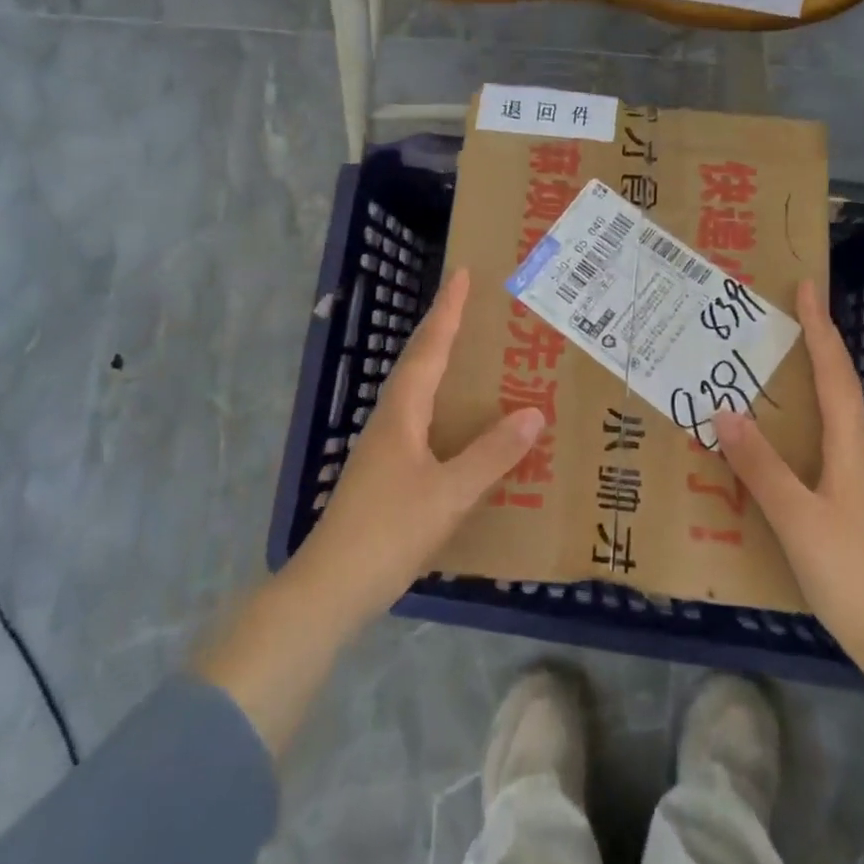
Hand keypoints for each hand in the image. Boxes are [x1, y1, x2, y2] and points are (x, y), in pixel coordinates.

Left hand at [287, 267, 543, 630]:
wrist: (330, 589)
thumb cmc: (388, 532)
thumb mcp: (449, 493)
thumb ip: (491, 454)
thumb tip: (533, 413)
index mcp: (401, 414)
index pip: (429, 349)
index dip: (446, 311)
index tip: (462, 274)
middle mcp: (389, 422)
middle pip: (418, 363)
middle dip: (443, 330)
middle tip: (472, 306)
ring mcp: (383, 449)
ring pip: (416, 393)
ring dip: (441, 366)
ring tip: (472, 356)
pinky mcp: (385, 475)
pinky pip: (420, 422)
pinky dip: (442, 406)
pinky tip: (458, 426)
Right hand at [714, 280, 863, 673]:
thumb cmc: (851, 572)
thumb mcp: (796, 516)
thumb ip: (760, 464)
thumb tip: (725, 410)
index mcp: (851, 447)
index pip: (835, 373)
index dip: (821, 328)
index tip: (807, 287)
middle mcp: (858, 454)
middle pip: (837, 388)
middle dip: (814, 348)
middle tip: (779, 321)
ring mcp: (858, 482)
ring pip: (829, 419)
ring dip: (805, 386)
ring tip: (768, 371)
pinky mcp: (850, 506)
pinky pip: (820, 447)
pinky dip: (797, 427)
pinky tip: (774, 443)